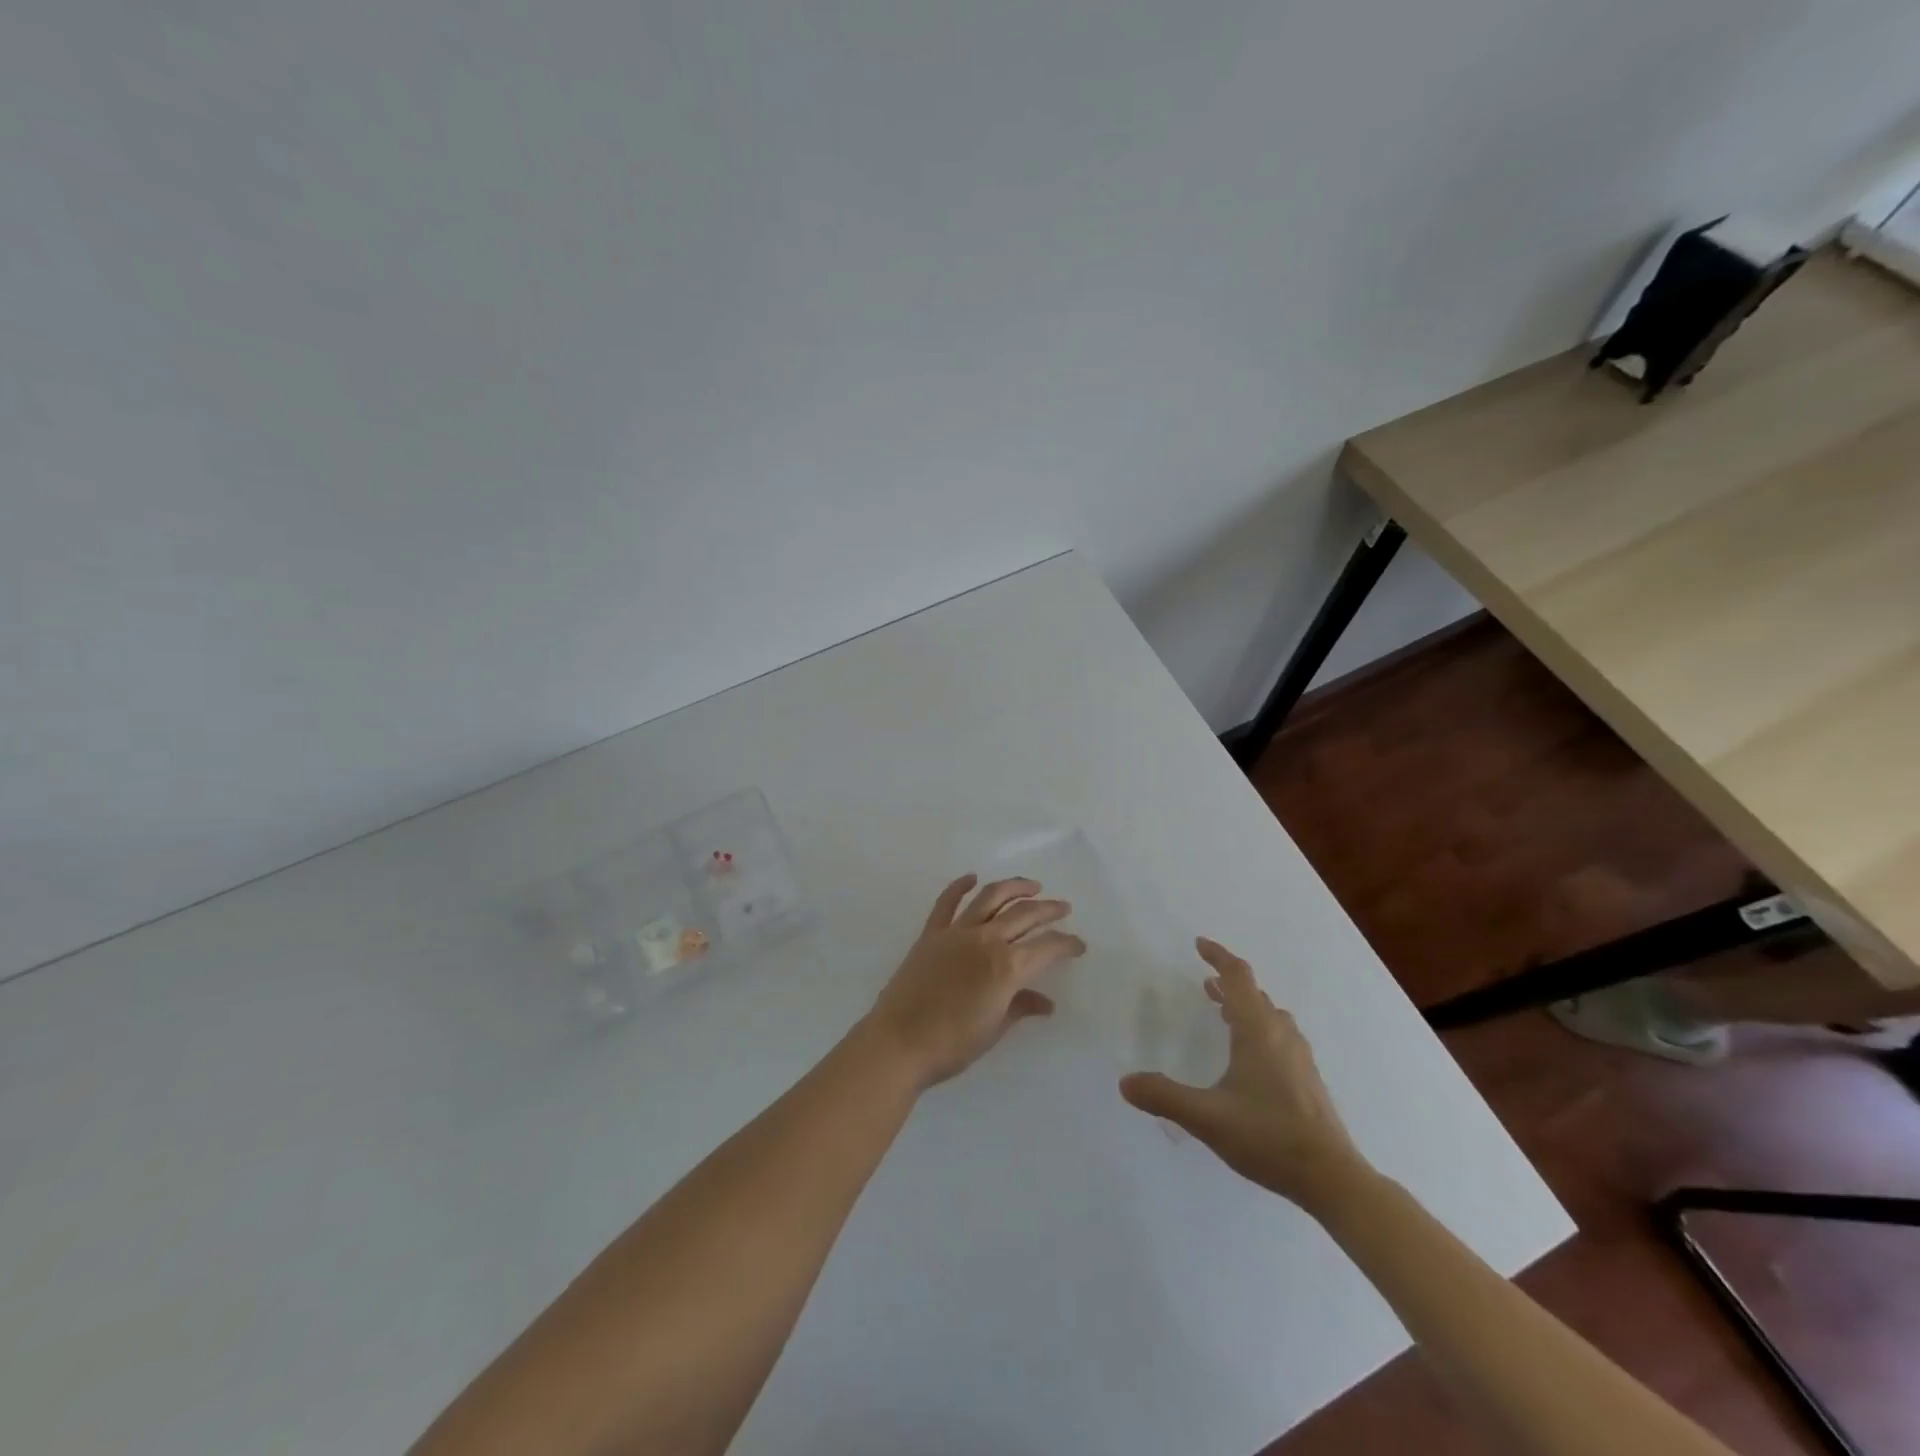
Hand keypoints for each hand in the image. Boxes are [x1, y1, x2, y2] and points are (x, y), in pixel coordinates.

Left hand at [864, 875, 1086, 1089]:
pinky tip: (972, 877)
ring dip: (1014, 887)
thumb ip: (1021, 1007)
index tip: (1078, 944)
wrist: (899, 1042)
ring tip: (1032, 885)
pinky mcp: (931, 933)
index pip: (1047, 947)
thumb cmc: (952, 1044)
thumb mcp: (994, 1029)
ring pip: (991, 897)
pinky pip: (947, 902)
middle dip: (1049, 909)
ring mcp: (957, 932)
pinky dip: (959, 886)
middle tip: (1063, 907)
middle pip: (1025, 914)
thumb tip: (1046, 1003)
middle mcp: (986, 940)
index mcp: (1007, 967)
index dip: (1067, 944)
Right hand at [1119, 938, 1370, 1212]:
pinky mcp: (1308, 1079)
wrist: (1332, 1177)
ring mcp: (1299, 1058)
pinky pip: (1281, 1035)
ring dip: (1247, 1005)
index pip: (1238, 978)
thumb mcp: (1207, 1118)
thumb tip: (1125, 1082)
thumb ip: (1165, 1096)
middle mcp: (1281, 1036)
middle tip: (1206, 983)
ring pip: (1271, 1016)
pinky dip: (1261, 1027)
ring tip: (1225, 1012)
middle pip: (1255, 994)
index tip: (1199, 944)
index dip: (1219, 956)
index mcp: (1257, 1032)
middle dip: (1229, 983)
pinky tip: (1252, 1056)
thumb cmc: (1268, 1137)